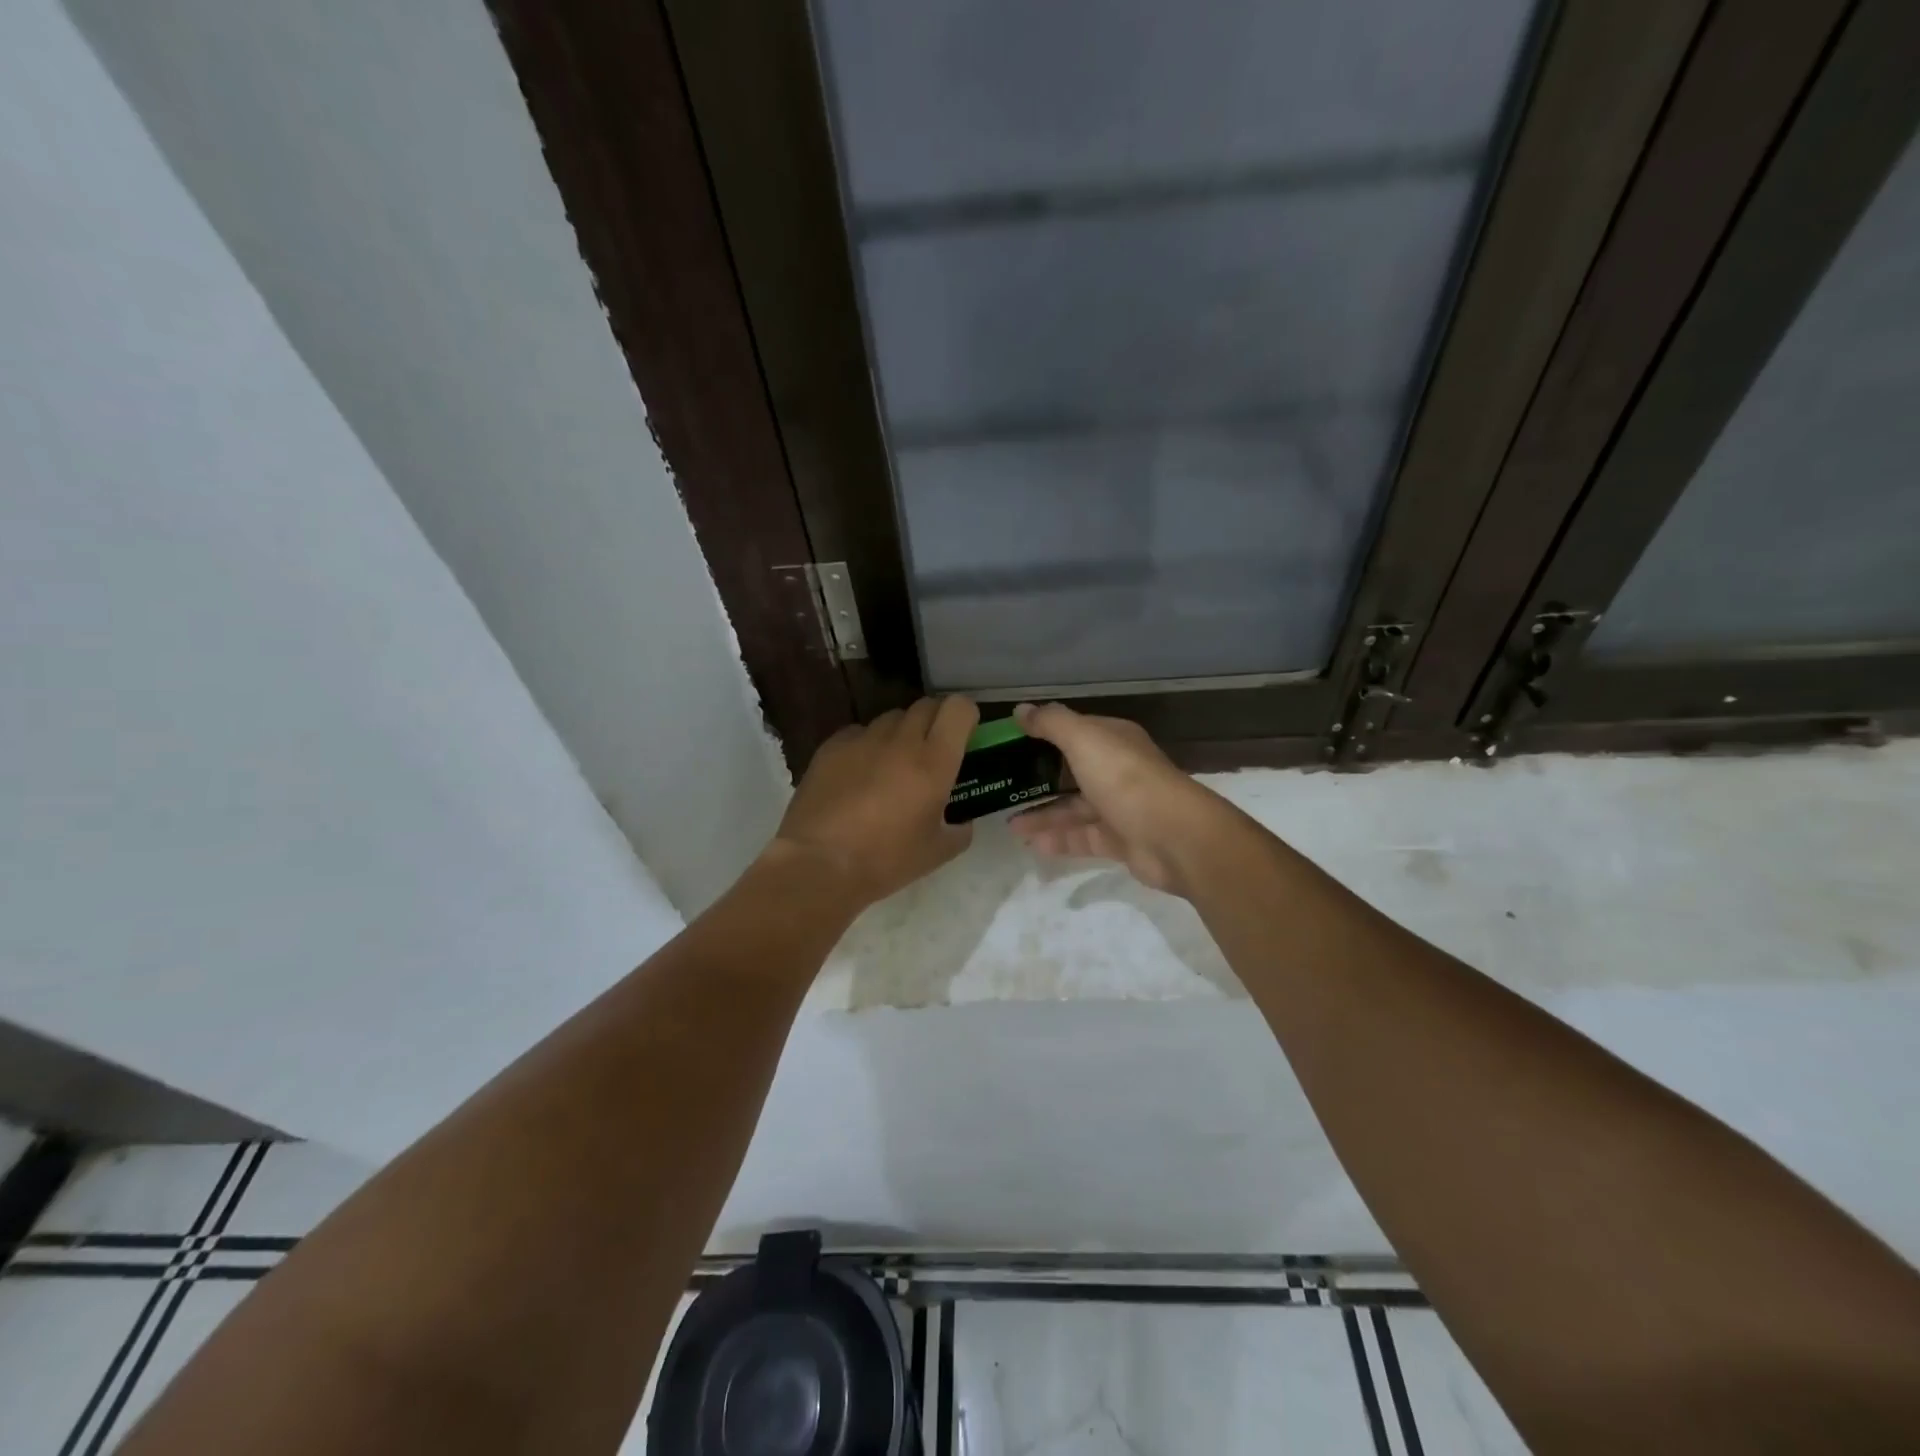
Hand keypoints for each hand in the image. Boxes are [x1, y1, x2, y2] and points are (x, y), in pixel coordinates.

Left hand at [769, 696, 978, 907]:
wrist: (818, 865)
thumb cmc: (884, 860)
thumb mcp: (937, 853)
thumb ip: (959, 830)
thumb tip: (961, 820)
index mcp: (934, 762)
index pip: (958, 708)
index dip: (966, 716)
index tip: (965, 735)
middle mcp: (900, 740)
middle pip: (926, 706)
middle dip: (936, 721)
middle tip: (933, 750)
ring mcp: (862, 739)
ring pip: (891, 718)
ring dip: (901, 733)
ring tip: (893, 764)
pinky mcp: (831, 747)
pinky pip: (858, 732)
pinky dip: (867, 744)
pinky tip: (859, 773)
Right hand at [1007, 702, 1225, 895]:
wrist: (1173, 836)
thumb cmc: (1124, 778)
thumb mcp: (1083, 739)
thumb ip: (1051, 723)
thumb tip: (1021, 709)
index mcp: (1113, 740)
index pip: (1075, 731)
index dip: (1044, 735)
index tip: (1009, 745)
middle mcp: (1118, 770)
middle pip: (1072, 772)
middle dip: (1039, 780)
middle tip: (1004, 788)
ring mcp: (1121, 807)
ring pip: (1075, 808)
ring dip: (1043, 815)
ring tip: (1009, 825)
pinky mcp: (1121, 840)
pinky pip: (1083, 837)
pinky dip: (1059, 839)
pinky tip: (1032, 844)